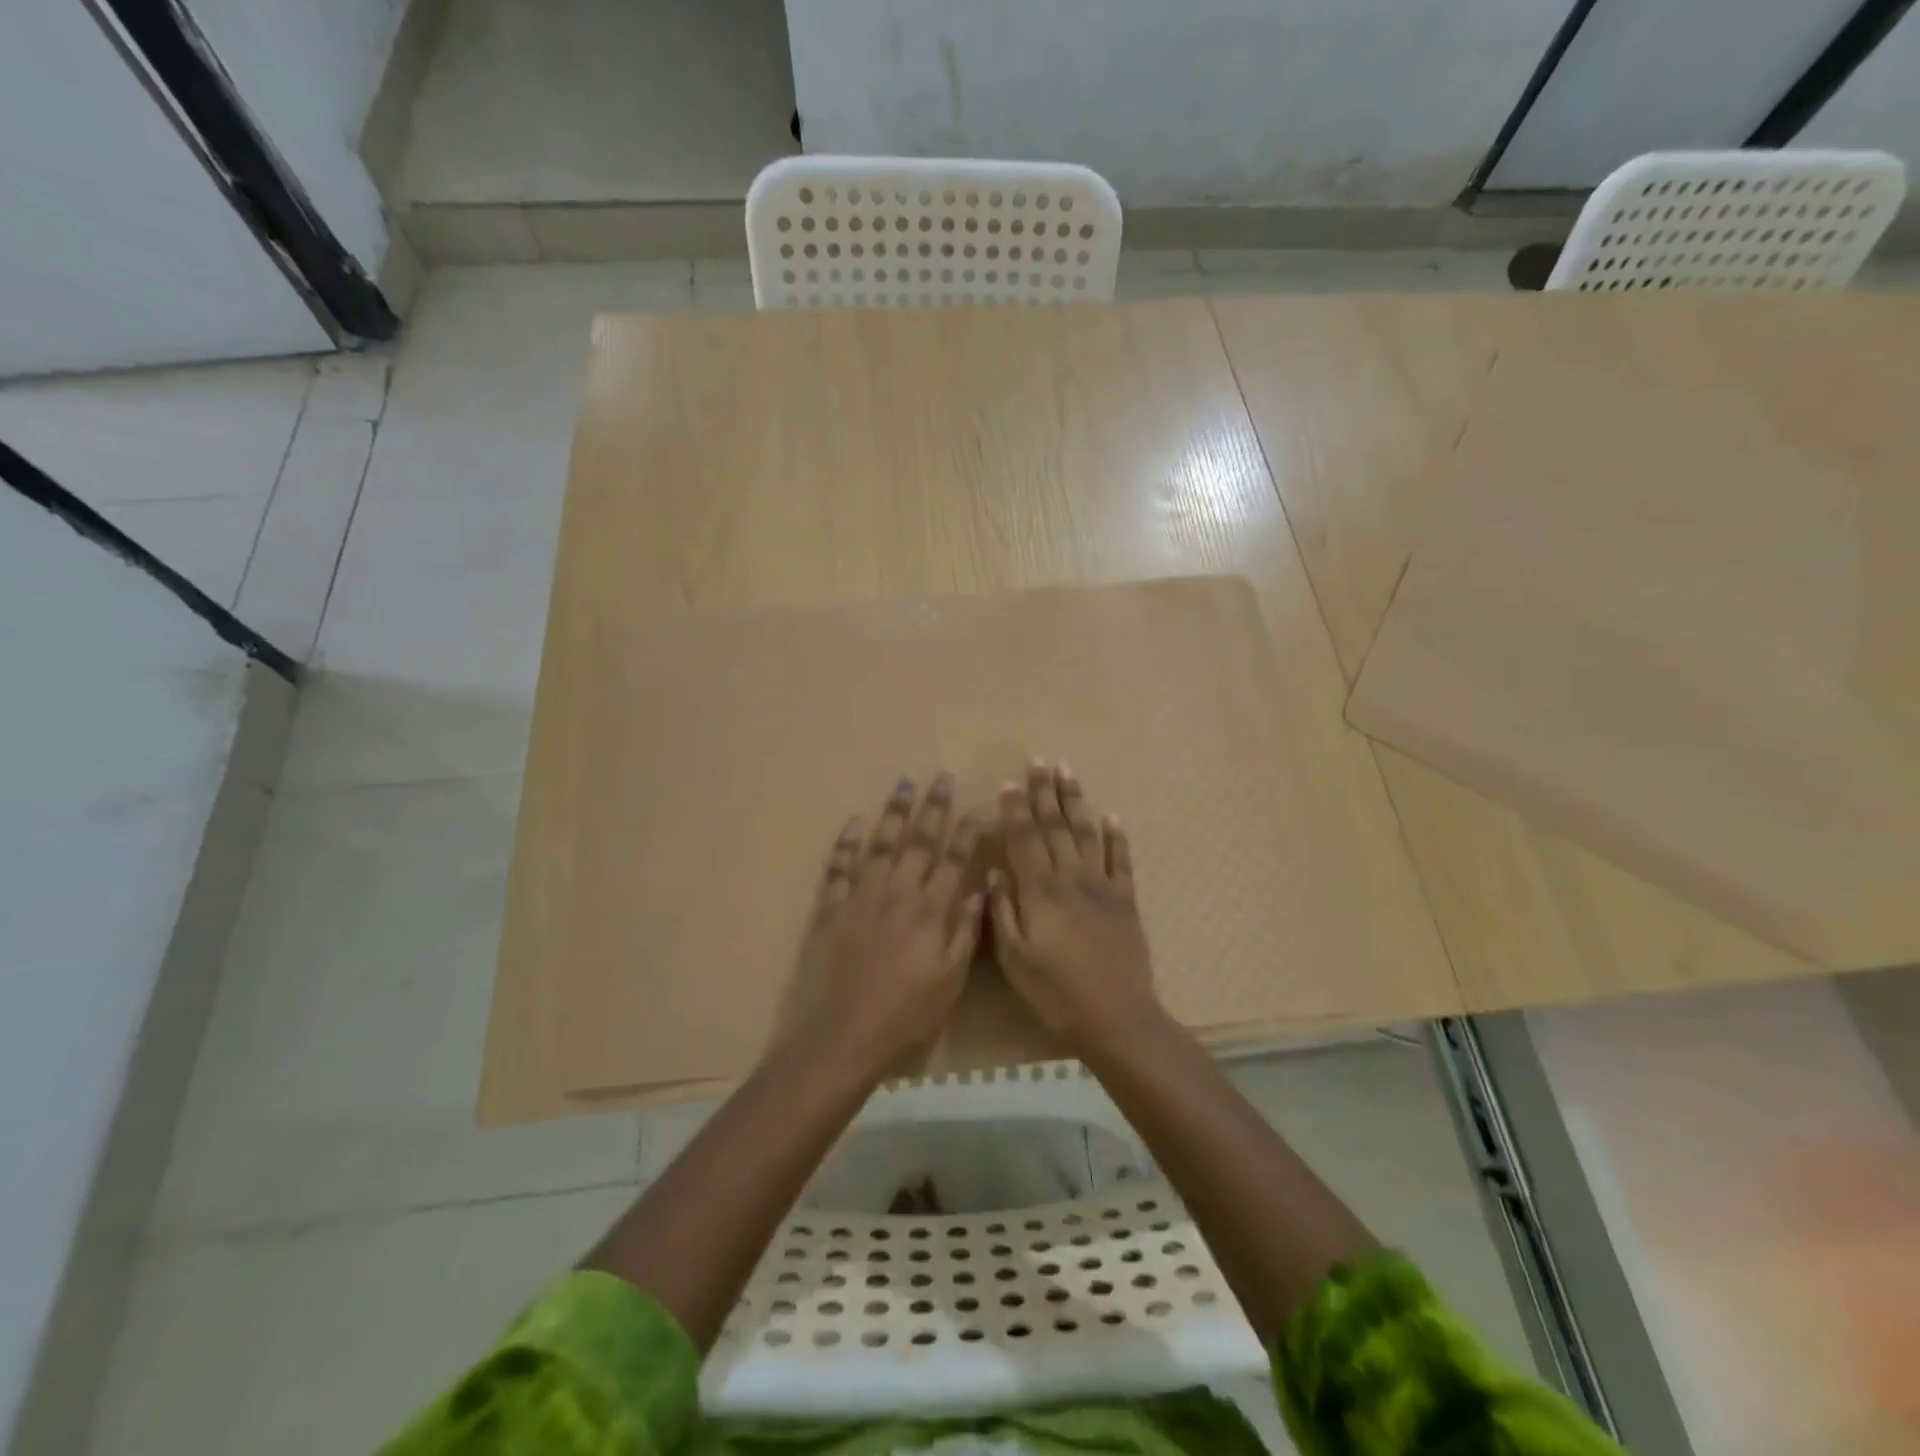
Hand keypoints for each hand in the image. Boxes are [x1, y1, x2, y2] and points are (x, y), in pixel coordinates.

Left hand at [777, 773, 984, 1084]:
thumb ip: (965, 933)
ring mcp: (860, 897)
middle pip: (919, 841)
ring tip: (903, 784)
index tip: (980, 804)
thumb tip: (980, 890)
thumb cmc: (903, 1018)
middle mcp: (897, 894)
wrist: (838, 1039)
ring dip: (893, 813)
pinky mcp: (829, 909)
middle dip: (933, 806)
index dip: (968, 830)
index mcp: (930, 912)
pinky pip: (838, 867)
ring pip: (880, 844)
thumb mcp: (949, 982)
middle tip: (941, 776)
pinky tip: (853, 821)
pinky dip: (845, 843)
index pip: (954, 860)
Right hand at [990, 761, 1161, 1056]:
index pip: (1024, 839)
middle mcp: (1071, 878)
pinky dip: (1117, 837)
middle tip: (1041, 761)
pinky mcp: (1126, 901)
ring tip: (1069, 772)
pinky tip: (1112, 817)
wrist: (1117, 1017)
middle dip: (1046, 792)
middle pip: (1056, 827)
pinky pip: (1122, 861)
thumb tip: (996, 872)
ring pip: (1087, 834)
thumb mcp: (1015, 959)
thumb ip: (1003, 912)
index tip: (1009, 782)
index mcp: (1040, 891)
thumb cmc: (1056, 993)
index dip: (1015, 809)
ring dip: (1077, 801)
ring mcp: (1103, 886)